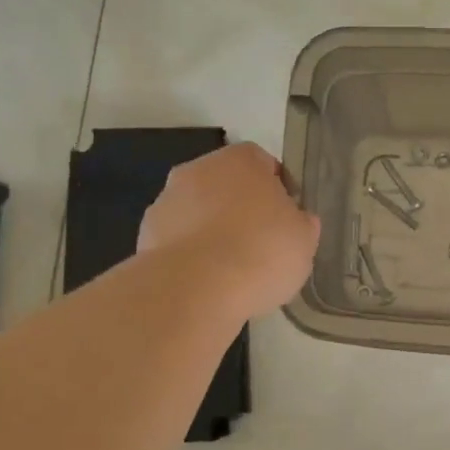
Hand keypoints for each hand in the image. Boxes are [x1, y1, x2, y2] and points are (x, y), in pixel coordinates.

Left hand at [139, 142, 319, 319]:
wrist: (195, 289)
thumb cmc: (261, 252)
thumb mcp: (304, 240)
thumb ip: (301, 223)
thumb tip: (297, 220)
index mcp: (241, 160)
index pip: (265, 164)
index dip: (279, 191)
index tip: (287, 220)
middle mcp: (199, 169)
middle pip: (227, 185)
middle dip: (241, 209)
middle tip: (261, 244)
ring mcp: (167, 201)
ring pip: (199, 211)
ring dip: (213, 230)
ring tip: (231, 269)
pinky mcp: (146, 235)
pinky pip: (178, 239)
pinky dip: (191, 254)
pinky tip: (206, 281)